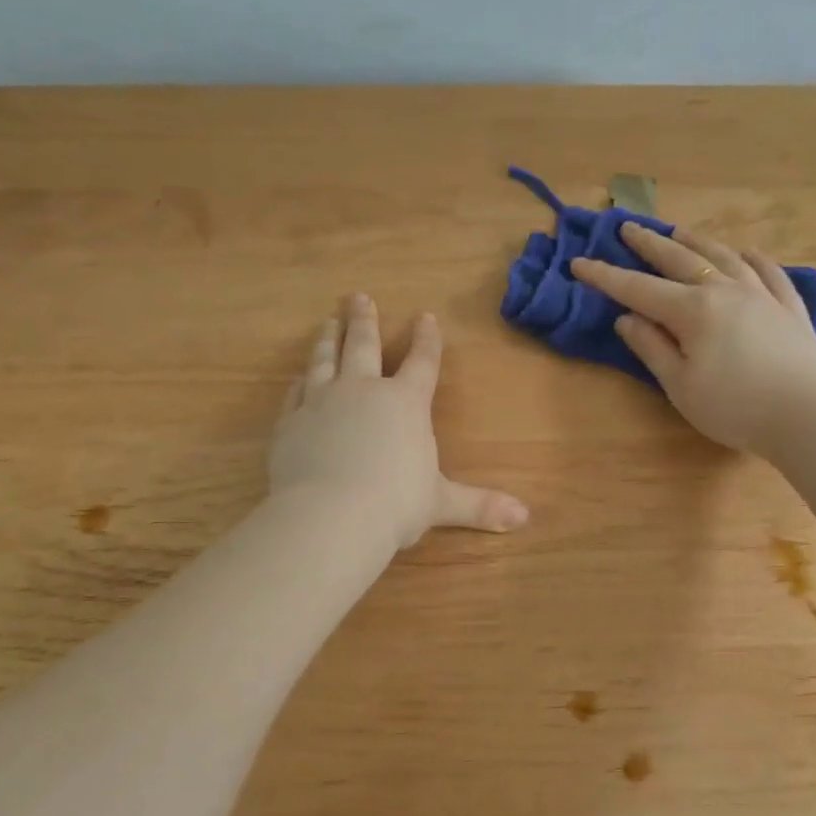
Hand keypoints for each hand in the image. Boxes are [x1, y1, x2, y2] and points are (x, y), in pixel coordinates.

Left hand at [271, 295, 529, 548]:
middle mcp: (363, 391)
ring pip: (325, 360)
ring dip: (328, 339)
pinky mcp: (290, 423)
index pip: (422, 362)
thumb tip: (525, 517)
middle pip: (364, 345)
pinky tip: (299, 377)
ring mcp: (321, 402)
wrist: (330, 516)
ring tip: (328, 321)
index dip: (427, 339)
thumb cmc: (395, 505)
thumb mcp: (442, 504)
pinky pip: (295, 393)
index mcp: (406, 404)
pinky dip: (299, 382)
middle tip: (359, 297)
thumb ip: (480, 505)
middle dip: (364, 320)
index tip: (426, 317)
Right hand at [571, 225, 815, 455]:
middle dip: (649, 244)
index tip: (579, 263)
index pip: (638, 289)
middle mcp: (726, 290)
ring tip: (679, 232)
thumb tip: (627, 318)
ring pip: (724, 256)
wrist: (806, 416)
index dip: (605, 277)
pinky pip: (768, 271)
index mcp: (693, 310)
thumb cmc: (734, 408)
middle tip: (627, 227)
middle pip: (680, 259)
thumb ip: (652, 348)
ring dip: (696, 242)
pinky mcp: (789, 307)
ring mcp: (762, 294)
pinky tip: (745, 253)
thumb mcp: (680, 385)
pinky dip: (751, 258)